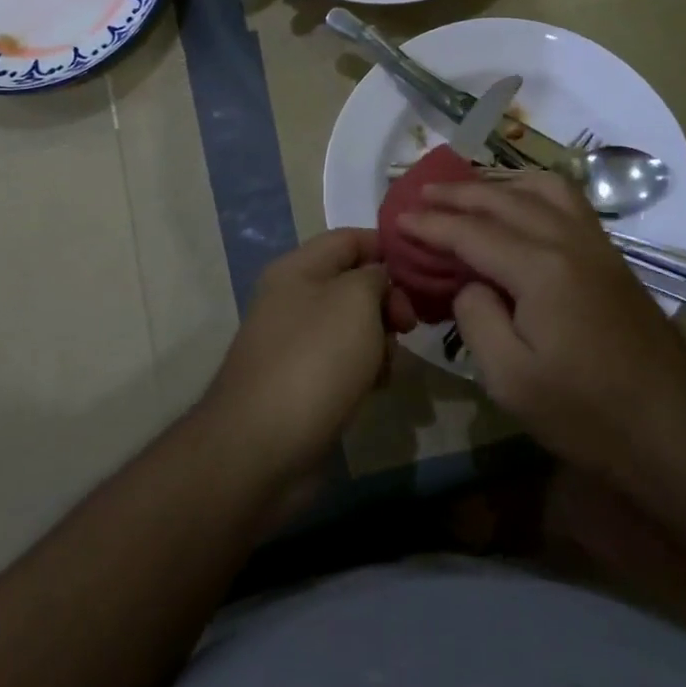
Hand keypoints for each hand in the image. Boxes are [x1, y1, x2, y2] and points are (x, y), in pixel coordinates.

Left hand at [201, 229, 390, 483]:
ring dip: (380, 341)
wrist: (261, 447)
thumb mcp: (354, 301)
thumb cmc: (314, 360)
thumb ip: (374, 276)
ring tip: (387, 366)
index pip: (350, 238)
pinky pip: (344, 362)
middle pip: (354, 283)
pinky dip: (365, 370)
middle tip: (409, 326)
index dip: (388, 248)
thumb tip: (378, 279)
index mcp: (298, 268)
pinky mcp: (302, 382)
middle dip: (388, 301)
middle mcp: (293, 299)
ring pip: (353, 326)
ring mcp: (295, 342)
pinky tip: (374, 389)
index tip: (424, 273)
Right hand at [400, 173, 685, 478]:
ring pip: (542, 187)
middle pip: (503, 199)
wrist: (676, 429)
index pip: (471, 232)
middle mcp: (568, 240)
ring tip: (469, 192)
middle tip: (420, 194)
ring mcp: (596, 244)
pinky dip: (534, 190)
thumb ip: (476, 318)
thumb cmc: (587, 412)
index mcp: (540, 268)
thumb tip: (470, 282)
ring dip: (499, 182)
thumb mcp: (510, 379)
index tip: (397, 219)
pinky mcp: (611, 256)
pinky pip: (567, 201)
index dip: (430, 225)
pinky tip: (522, 207)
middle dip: (457, 193)